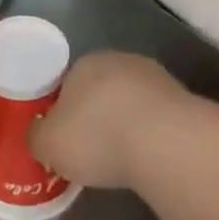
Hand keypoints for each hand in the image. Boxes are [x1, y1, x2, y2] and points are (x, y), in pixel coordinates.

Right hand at [31, 50, 194, 190]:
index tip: (63, 139)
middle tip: (89, 151)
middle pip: (99, 90)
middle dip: (94, 116)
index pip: (66, 83)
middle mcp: (119, 60)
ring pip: (129, 103)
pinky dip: (149, 135)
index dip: (61, 112)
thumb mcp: (48, 144)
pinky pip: (155, 118)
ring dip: (125, 124)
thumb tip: (38, 134)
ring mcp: (155, 77)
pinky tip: (146, 157)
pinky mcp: (182, 99)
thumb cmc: (96, 137)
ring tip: (120, 159)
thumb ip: (37, 137)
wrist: (165, 142)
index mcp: (84, 63)